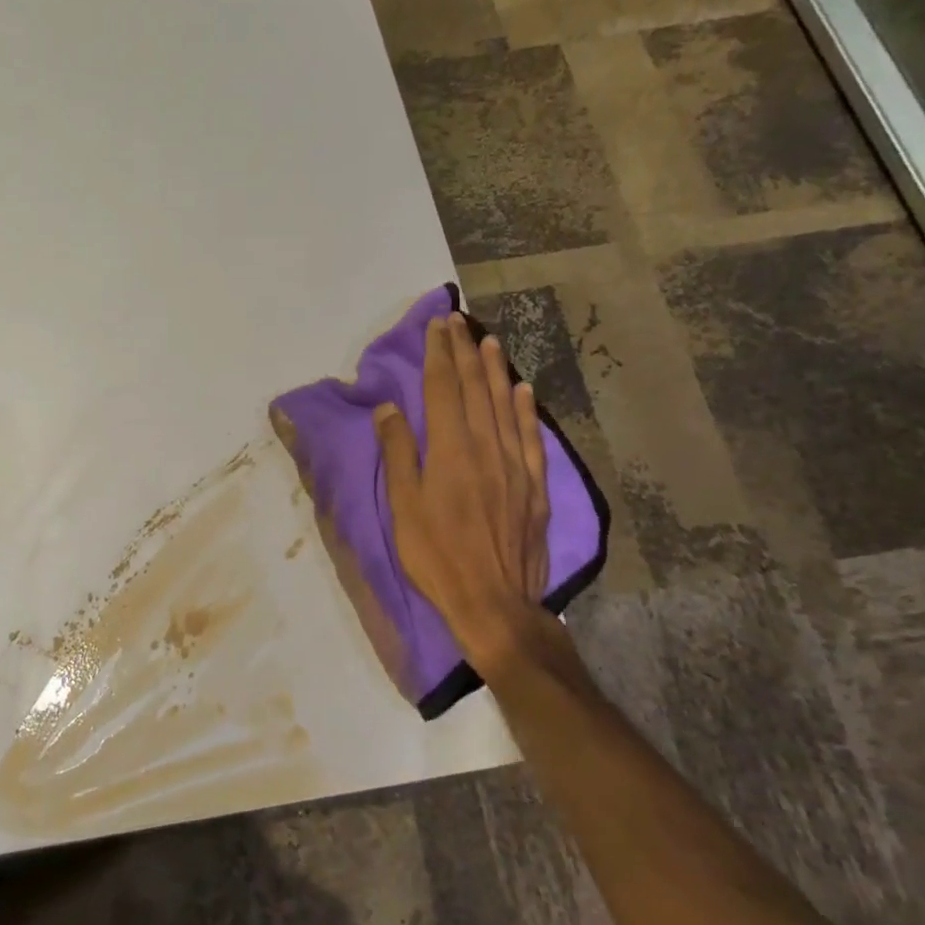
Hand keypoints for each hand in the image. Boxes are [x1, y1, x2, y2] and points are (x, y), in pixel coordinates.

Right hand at [375, 314, 566, 680]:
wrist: (494, 603)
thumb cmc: (437, 556)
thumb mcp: (403, 507)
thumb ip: (398, 453)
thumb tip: (389, 408)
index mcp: (450, 451)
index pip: (444, 389)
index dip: (439, 354)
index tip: (437, 326)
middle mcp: (487, 447)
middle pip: (475, 389)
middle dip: (465, 352)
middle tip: (458, 322)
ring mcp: (516, 465)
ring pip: (505, 405)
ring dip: (495, 370)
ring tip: (488, 341)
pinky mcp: (535, 486)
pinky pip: (531, 437)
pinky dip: (526, 409)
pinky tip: (523, 390)